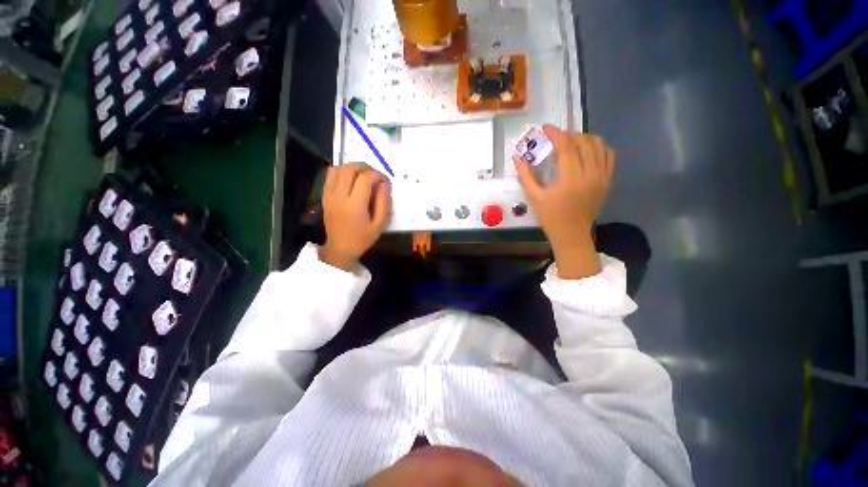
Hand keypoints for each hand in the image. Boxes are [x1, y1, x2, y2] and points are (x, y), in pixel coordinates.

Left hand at [319, 163, 390, 270]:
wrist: (340, 248)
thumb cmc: (363, 238)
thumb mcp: (380, 224)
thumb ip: (384, 202)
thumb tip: (384, 184)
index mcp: (355, 206)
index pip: (366, 179)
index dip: (378, 175)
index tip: (385, 181)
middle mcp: (339, 197)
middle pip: (350, 169)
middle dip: (366, 167)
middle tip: (375, 174)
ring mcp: (329, 195)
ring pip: (338, 169)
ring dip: (353, 167)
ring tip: (364, 174)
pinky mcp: (324, 195)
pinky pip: (330, 175)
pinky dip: (342, 171)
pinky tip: (351, 178)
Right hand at [514, 125, 614, 278]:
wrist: (571, 233)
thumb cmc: (550, 217)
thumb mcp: (533, 197)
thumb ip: (525, 175)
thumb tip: (518, 157)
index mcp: (570, 178)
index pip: (565, 146)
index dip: (555, 133)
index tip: (546, 128)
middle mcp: (590, 173)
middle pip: (583, 141)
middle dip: (568, 134)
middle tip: (555, 137)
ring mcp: (602, 176)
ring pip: (599, 145)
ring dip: (584, 138)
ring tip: (571, 141)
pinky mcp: (607, 180)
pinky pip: (608, 155)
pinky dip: (599, 147)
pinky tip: (587, 150)